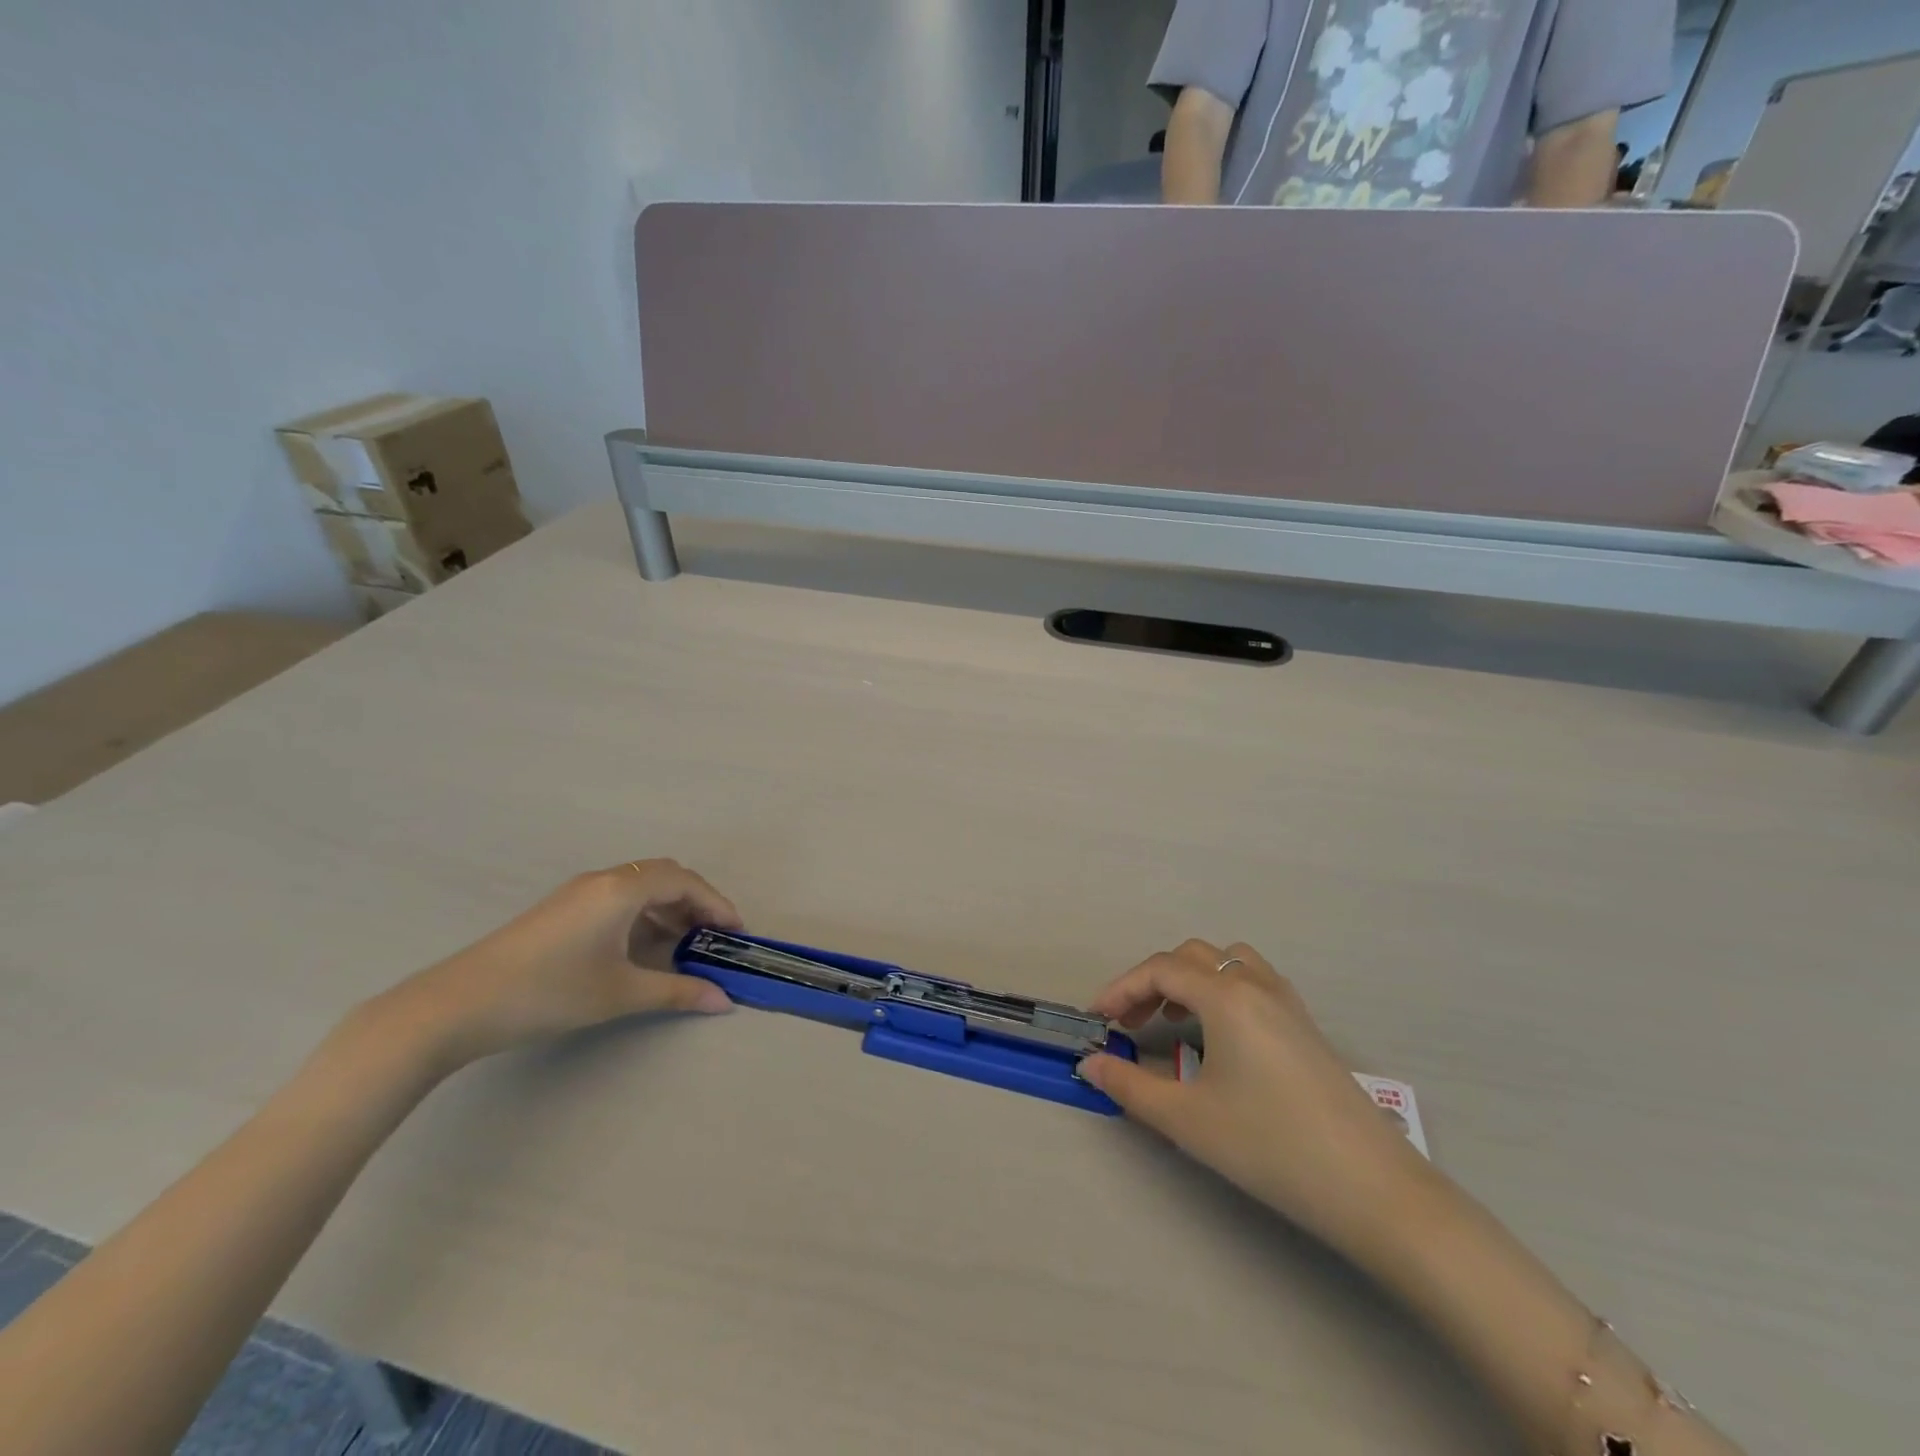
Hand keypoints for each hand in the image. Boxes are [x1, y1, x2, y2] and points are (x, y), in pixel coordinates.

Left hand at [378, 859, 743, 1071]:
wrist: (457, 1005)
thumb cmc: (549, 991)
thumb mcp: (620, 993)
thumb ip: (677, 992)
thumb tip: (724, 1001)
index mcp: (622, 889)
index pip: (685, 881)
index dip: (717, 903)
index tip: (736, 933)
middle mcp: (603, 880)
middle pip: (665, 877)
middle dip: (696, 903)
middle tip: (713, 938)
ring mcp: (578, 893)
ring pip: (640, 887)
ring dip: (669, 910)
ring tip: (684, 947)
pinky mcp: (561, 910)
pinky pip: (618, 899)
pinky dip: (643, 916)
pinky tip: (642, 949)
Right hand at [1079, 940, 1426, 1255]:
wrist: (1372, 1189)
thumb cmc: (1271, 1147)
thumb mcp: (1188, 1120)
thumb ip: (1129, 1086)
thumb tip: (1089, 1065)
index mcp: (1226, 997)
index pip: (1160, 970)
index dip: (1121, 988)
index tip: (1097, 1019)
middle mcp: (1256, 985)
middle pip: (1191, 957)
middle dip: (1152, 982)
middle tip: (1129, 1023)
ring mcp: (1288, 1003)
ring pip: (1227, 962)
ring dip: (1191, 979)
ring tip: (1173, 1020)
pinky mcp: (1306, 1026)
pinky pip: (1254, 981)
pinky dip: (1223, 990)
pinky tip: (1220, 1035)